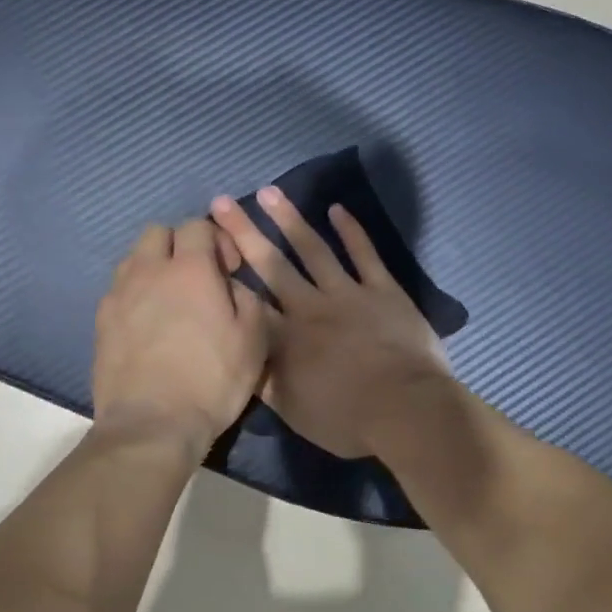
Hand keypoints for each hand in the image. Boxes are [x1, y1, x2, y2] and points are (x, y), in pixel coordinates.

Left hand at [92, 217, 272, 452]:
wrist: (152, 425)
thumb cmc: (211, 381)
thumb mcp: (253, 340)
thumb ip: (247, 298)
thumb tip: (231, 285)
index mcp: (190, 269)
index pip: (198, 225)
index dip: (217, 240)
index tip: (229, 269)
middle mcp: (148, 271)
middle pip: (158, 232)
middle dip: (180, 244)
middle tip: (198, 277)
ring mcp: (118, 295)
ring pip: (134, 258)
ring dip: (154, 266)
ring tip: (170, 299)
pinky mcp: (101, 321)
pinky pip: (119, 290)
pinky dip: (135, 294)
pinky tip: (148, 324)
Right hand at [209, 189, 448, 458]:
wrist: (405, 411)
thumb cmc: (346, 419)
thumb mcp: (292, 411)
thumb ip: (263, 381)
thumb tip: (238, 357)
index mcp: (284, 338)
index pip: (247, 300)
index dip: (225, 274)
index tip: (206, 248)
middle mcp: (309, 306)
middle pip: (271, 264)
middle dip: (243, 232)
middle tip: (222, 202)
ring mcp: (348, 293)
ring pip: (313, 249)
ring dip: (289, 219)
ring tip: (269, 192)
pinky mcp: (382, 290)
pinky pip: (364, 254)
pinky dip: (351, 231)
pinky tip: (337, 209)